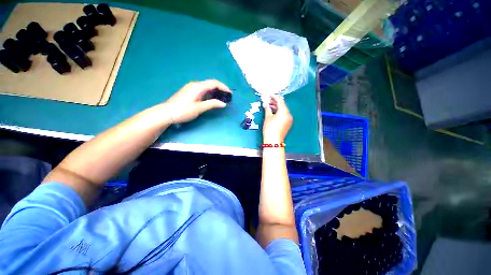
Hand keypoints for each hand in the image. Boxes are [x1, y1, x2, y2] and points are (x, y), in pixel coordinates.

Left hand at [162, 80, 230, 123]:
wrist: (167, 113)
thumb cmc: (183, 111)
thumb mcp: (199, 108)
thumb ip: (212, 104)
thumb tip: (223, 103)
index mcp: (198, 87)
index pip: (214, 83)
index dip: (223, 87)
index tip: (230, 93)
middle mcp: (195, 85)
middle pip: (211, 83)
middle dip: (221, 88)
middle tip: (227, 96)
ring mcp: (192, 87)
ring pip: (207, 86)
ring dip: (215, 91)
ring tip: (222, 98)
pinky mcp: (190, 91)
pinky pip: (203, 89)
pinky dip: (210, 93)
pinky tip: (213, 99)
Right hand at [262, 95, 292, 143]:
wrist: (274, 141)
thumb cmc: (270, 128)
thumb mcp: (268, 117)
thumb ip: (267, 109)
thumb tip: (265, 104)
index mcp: (284, 111)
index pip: (280, 101)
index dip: (274, 97)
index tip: (268, 95)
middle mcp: (288, 114)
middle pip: (282, 105)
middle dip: (275, 103)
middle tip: (267, 101)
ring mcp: (289, 119)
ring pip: (283, 110)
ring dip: (276, 108)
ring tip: (268, 107)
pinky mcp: (288, 124)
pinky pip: (284, 115)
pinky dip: (279, 113)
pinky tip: (273, 113)